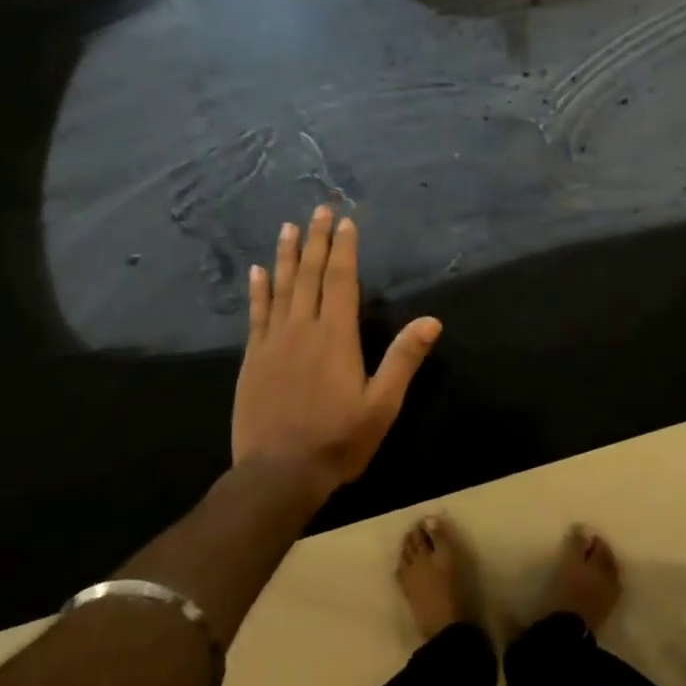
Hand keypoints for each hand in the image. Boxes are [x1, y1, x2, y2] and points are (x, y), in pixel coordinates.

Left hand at [232, 206, 441, 494]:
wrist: (277, 475)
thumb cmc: (338, 440)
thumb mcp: (382, 405)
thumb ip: (404, 359)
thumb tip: (432, 320)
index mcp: (336, 337)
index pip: (341, 282)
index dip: (344, 250)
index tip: (346, 222)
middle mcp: (302, 330)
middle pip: (309, 275)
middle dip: (316, 241)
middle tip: (319, 210)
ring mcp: (273, 343)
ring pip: (280, 288)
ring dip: (286, 256)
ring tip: (289, 228)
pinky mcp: (253, 360)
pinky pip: (256, 314)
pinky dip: (258, 290)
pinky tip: (257, 272)